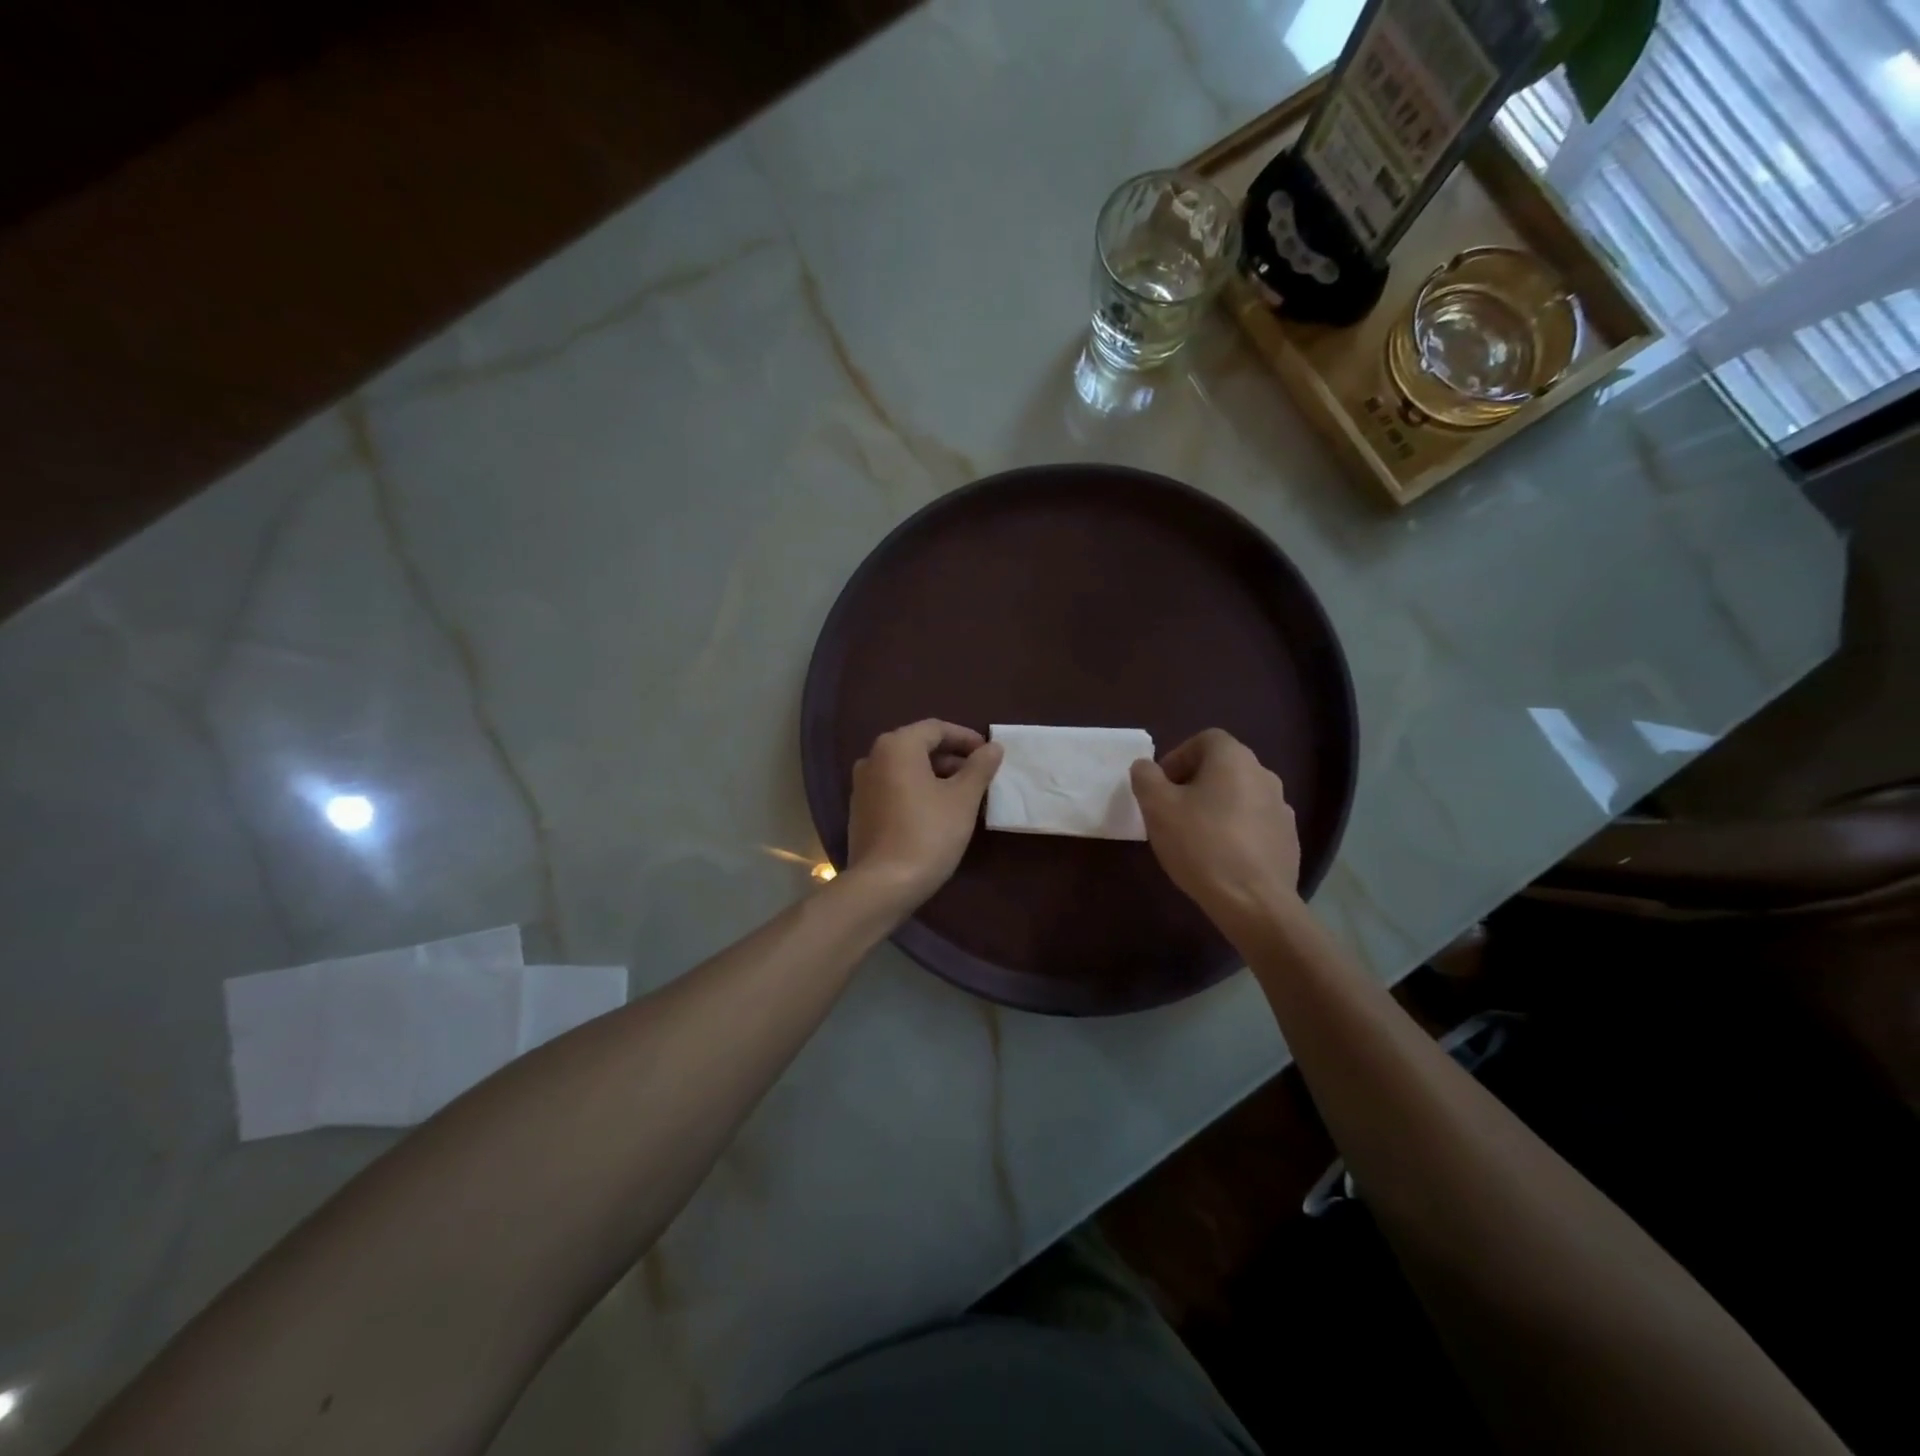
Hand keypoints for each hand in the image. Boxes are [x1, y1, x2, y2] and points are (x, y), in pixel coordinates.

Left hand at [845, 720, 1002, 913]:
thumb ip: (979, 767)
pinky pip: (894, 788)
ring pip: (906, 769)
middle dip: (952, 758)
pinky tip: (937, 812)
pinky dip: (917, 791)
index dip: (966, 738)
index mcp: (896, 746)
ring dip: (936, 776)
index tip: (989, 754)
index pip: (936, 729)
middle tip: (980, 776)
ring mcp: (862, 785)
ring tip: (963, 795)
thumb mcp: (963, 798)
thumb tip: (993, 747)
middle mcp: (873, 758)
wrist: (883, 884)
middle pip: (919, 747)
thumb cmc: (928, 833)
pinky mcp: (860, 810)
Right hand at [1130, 729, 1302, 939]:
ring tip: (1195, 838)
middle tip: (1172, 812)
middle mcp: (1264, 774)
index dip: (1177, 758)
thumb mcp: (1157, 807)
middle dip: (1194, 784)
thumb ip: (1146, 778)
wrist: (1254, 902)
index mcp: (1234, 759)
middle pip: (1222, 767)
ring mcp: (1281, 808)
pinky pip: (1255, 824)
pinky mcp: (1288, 840)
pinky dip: (1236, 832)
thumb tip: (1145, 767)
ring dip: (1216, 808)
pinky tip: (1220, 858)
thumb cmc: (1200, 845)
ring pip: (1239, 796)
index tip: (1161, 787)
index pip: (1204, 739)